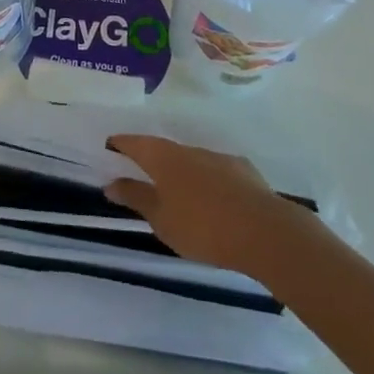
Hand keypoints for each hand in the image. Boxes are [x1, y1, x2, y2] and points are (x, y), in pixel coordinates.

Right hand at [104, 134, 307, 277]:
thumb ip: (136, 198)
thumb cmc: (202, 226)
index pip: (134, 142)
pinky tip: (212, 201)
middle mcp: (188, 149)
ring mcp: (217, 157)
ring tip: (177, 194)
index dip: (119, 144)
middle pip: (162, 149)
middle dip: (150, 159)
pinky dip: (206, 182)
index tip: (109, 148)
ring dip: (180, 172)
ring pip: (190, 160)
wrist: (264, 231)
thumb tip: (110, 183)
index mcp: (163, 157)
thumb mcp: (161, 219)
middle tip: (140, 174)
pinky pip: (215, 172)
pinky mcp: (242, 170)